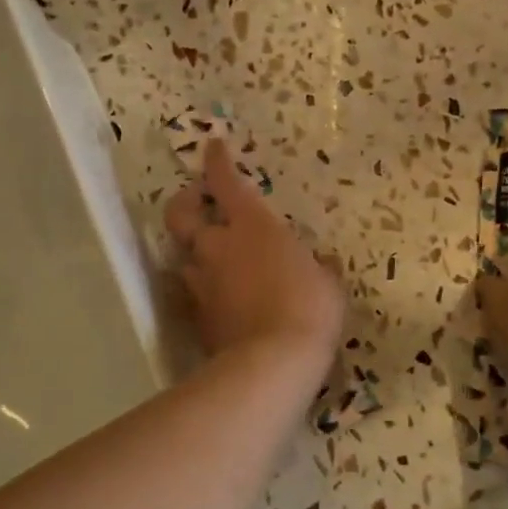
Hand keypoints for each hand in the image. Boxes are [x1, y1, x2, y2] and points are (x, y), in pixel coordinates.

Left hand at [164, 139, 344, 363]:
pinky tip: (220, 297)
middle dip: (183, 203)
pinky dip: (203, 288)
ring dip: (194, 252)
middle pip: (180, 215)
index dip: (216, 161)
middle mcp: (217, 247)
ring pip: (183, 257)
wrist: (273, 362)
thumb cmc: (309, 308)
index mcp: (251, 226)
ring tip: (211, 257)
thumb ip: (317, 267)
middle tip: (194, 203)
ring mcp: (202, 283)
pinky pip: (194, 293)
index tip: (212, 147)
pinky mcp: (197, 316)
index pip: (224, 182)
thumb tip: (319, 264)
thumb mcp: (327, 282)